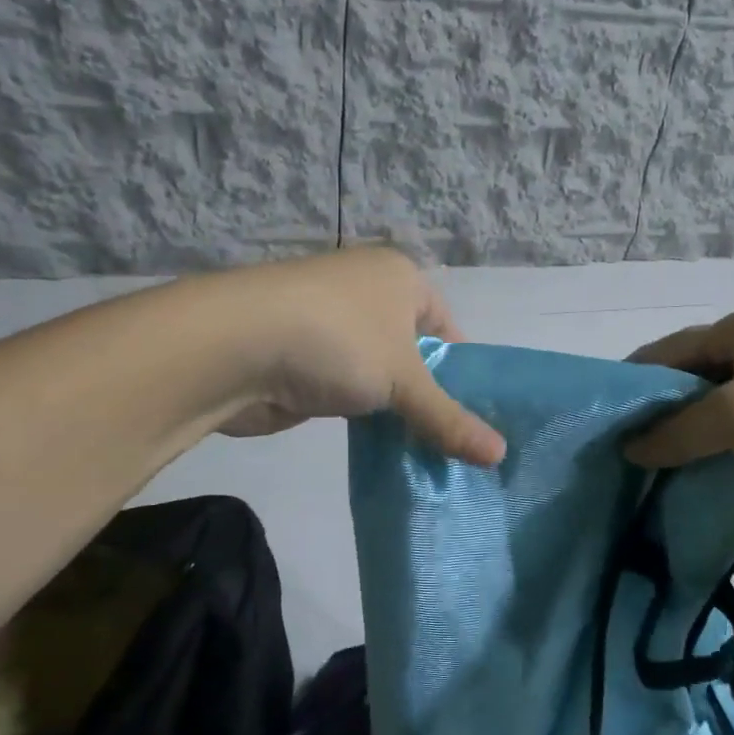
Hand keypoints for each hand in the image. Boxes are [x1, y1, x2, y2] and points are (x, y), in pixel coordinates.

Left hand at [214, 247, 505, 465]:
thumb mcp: (403, 380)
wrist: (232, 346)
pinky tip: (379, 446)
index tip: (474, 413)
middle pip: (413, 352)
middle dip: (429, 395)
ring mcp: (331, 325)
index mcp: (399, 277)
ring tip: (423, 451)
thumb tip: (501, 457)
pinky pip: (349, 389)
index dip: (462, 370)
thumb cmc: (337, 341)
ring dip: (395, 408)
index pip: (447, 326)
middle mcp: (366, 292)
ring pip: (379, 373)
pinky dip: (363, 414)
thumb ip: (449, 419)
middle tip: (454, 441)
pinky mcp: (303, 359)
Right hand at [624, 301, 733, 519]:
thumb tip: (631, 448)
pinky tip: (704, 475)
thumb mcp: (733, 418)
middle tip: (627, 448)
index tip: (605, 417)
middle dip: (664, 411)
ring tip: (658, 468)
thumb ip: (676, 431)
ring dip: (695, 434)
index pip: (671, 350)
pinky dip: (727, 449)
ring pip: (725, 406)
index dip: (636, 382)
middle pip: (697, 376)